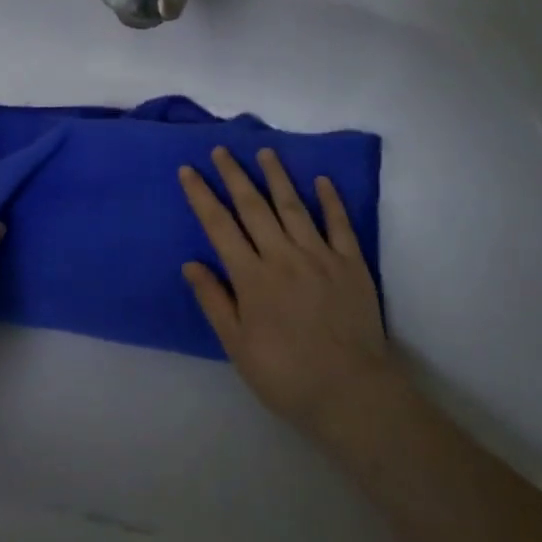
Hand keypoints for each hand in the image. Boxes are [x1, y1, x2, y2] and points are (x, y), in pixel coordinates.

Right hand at [179, 146, 395, 434]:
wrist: (350, 392)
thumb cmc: (284, 373)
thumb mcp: (236, 345)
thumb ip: (214, 301)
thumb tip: (191, 263)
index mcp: (251, 277)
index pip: (220, 225)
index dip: (202, 195)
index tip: (188, 171)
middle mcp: (283, 256)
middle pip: (254, 207)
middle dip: (234, 175)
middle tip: (221, 149)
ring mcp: (320, 257)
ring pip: (294, 207)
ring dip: (277, 177)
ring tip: (265, 152)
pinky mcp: (352, 265)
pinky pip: (340, 225)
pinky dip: (330, 201)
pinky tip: (321, 181)